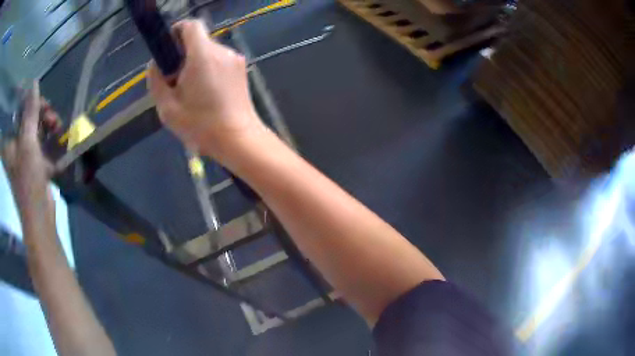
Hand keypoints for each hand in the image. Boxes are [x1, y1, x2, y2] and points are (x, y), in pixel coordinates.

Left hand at [1, 81, 59, 213]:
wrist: (39, 216)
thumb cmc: (28, 182)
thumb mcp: (28, 143)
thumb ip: (29, 113)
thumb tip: (33, 84)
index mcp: (7, 141)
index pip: (13, 110)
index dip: (23, 99)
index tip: (34, 96)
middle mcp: (12, 144)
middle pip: (23, 116)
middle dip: (37, 110)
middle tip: (49, 109)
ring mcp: (21, 152)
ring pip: (32, 125)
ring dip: (44, 121)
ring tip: (56, 123)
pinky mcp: (30, 160)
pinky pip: (38, 138)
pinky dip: (47, 133)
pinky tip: (56, 132)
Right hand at [147, 19, 265, 160]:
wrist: (238, 139)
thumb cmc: (200, 125)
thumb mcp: (167, 107)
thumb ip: (156, 80)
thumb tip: (155, 64)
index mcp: (202, 55)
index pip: (191, 25)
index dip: (177, 31)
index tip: (168, 49)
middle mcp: (222, 51)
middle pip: (199, 40)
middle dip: (183, 53)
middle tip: (175, 79)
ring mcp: (235, 59)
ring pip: (209, 51)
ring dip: (196, 63)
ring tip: (191, 90)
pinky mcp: (242, 69)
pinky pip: (219, 61)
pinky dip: (209, 69)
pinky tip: (206, 92)